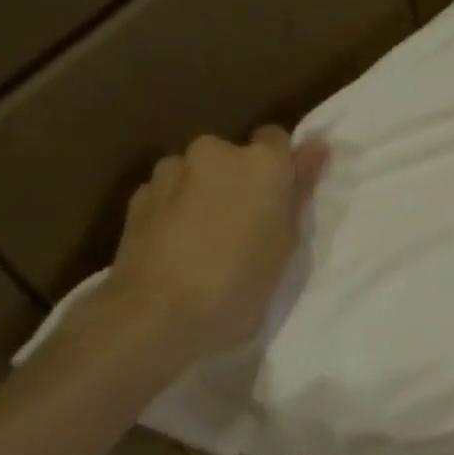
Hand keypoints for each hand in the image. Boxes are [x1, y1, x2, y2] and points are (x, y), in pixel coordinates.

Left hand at [80, 128, 328, 374]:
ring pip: (196, 173)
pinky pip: (167, 193)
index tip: (278, 200)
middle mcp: (215, 151)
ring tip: (203, 240)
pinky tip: (175, 247)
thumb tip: (316, 146)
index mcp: (262, 163)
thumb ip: (299, 188)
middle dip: (237, 181)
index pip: (276, 139)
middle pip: (232, 156)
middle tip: (243, 227)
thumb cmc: (240, 284)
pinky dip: (174, 210)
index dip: (278, 168)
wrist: (158, 315)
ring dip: (203, 194)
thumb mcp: (286, 242)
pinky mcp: (137, 195)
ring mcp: (171, 170)